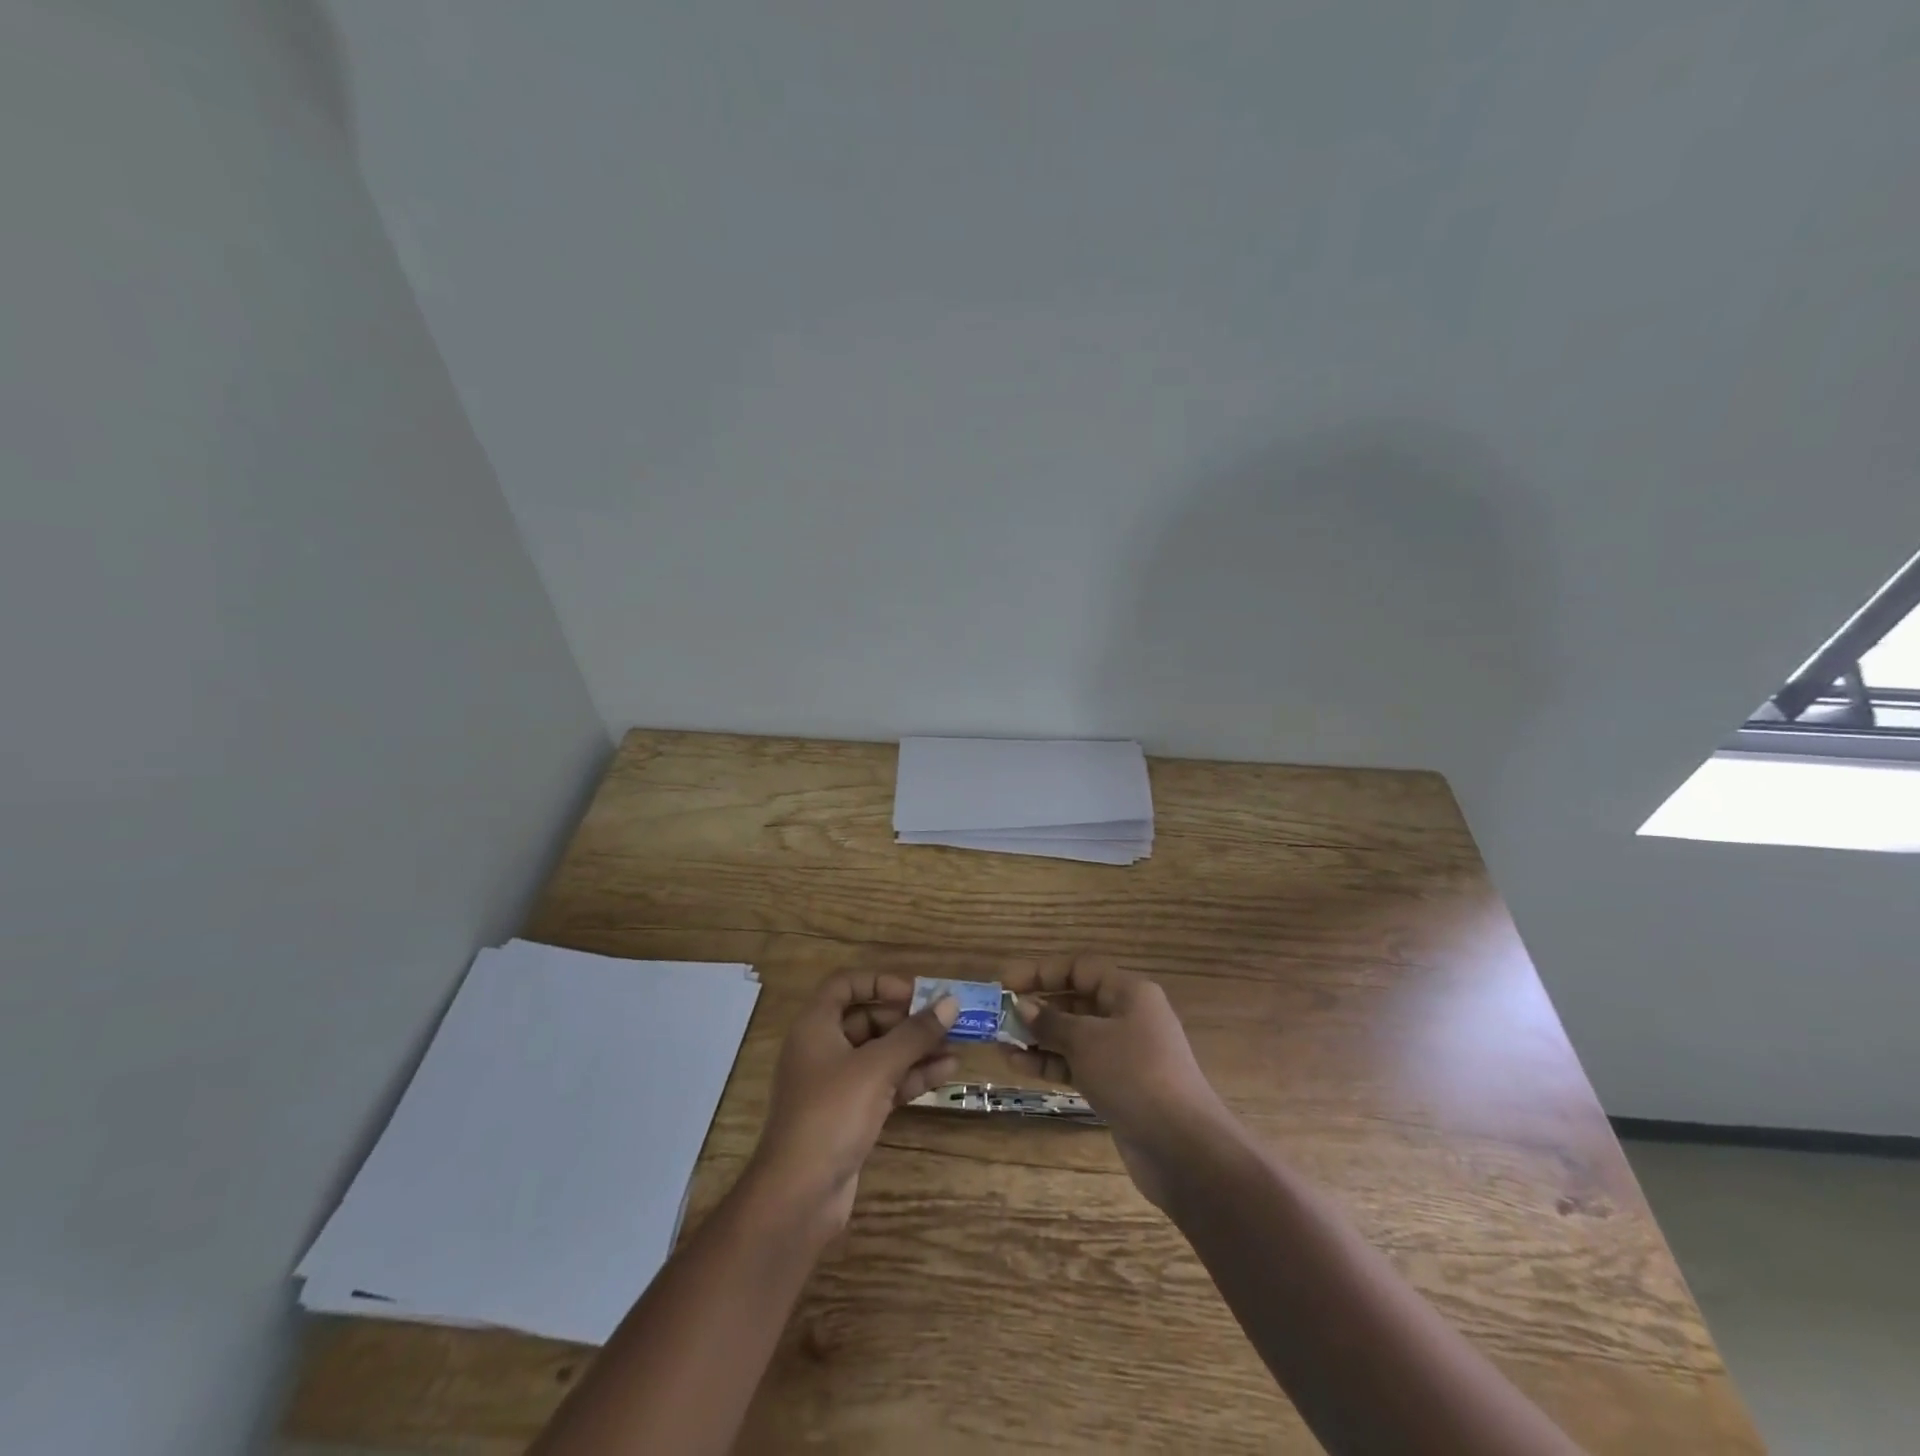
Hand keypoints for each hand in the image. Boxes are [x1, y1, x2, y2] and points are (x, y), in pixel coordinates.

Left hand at [747, 970, 958, 1236]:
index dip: (879, 982)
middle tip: (946, 1020)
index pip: (845, 985)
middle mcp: (823, 1049)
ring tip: (958, 1046)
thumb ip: (915, 1033)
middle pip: (868, 1019)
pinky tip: (945, 1072)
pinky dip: (911, 1076)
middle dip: (908, 1019)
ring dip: (916, 1048)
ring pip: (881, 1054)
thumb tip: (951, 1002)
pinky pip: (884, 1083)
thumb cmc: (832, 1113)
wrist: (799, 1195)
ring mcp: (836, 1084)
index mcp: (815, 1026)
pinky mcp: (850, 1114)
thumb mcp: (877, 1067)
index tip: (915, 992)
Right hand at [1000, 956, 1228, 1207]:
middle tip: (998, 1017)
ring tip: (1000, 1044)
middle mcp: (1128, 1016)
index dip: (1042, 972)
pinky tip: (1018, 1065)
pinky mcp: (1117, 1086)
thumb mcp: (1087, 1040)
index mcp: (1129, 993)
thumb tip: (1023, 1006)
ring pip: (1073, 1036)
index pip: (1080, 969)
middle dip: (1037, 1007)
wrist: (1182, 1148)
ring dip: (1038, 1038)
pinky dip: (1051, 1062)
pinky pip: (1078, 1064)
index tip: (1006, 983)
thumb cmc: (1134, 1075)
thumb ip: (1051, 1021)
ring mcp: (1123, 1054)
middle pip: (1076, 1001)